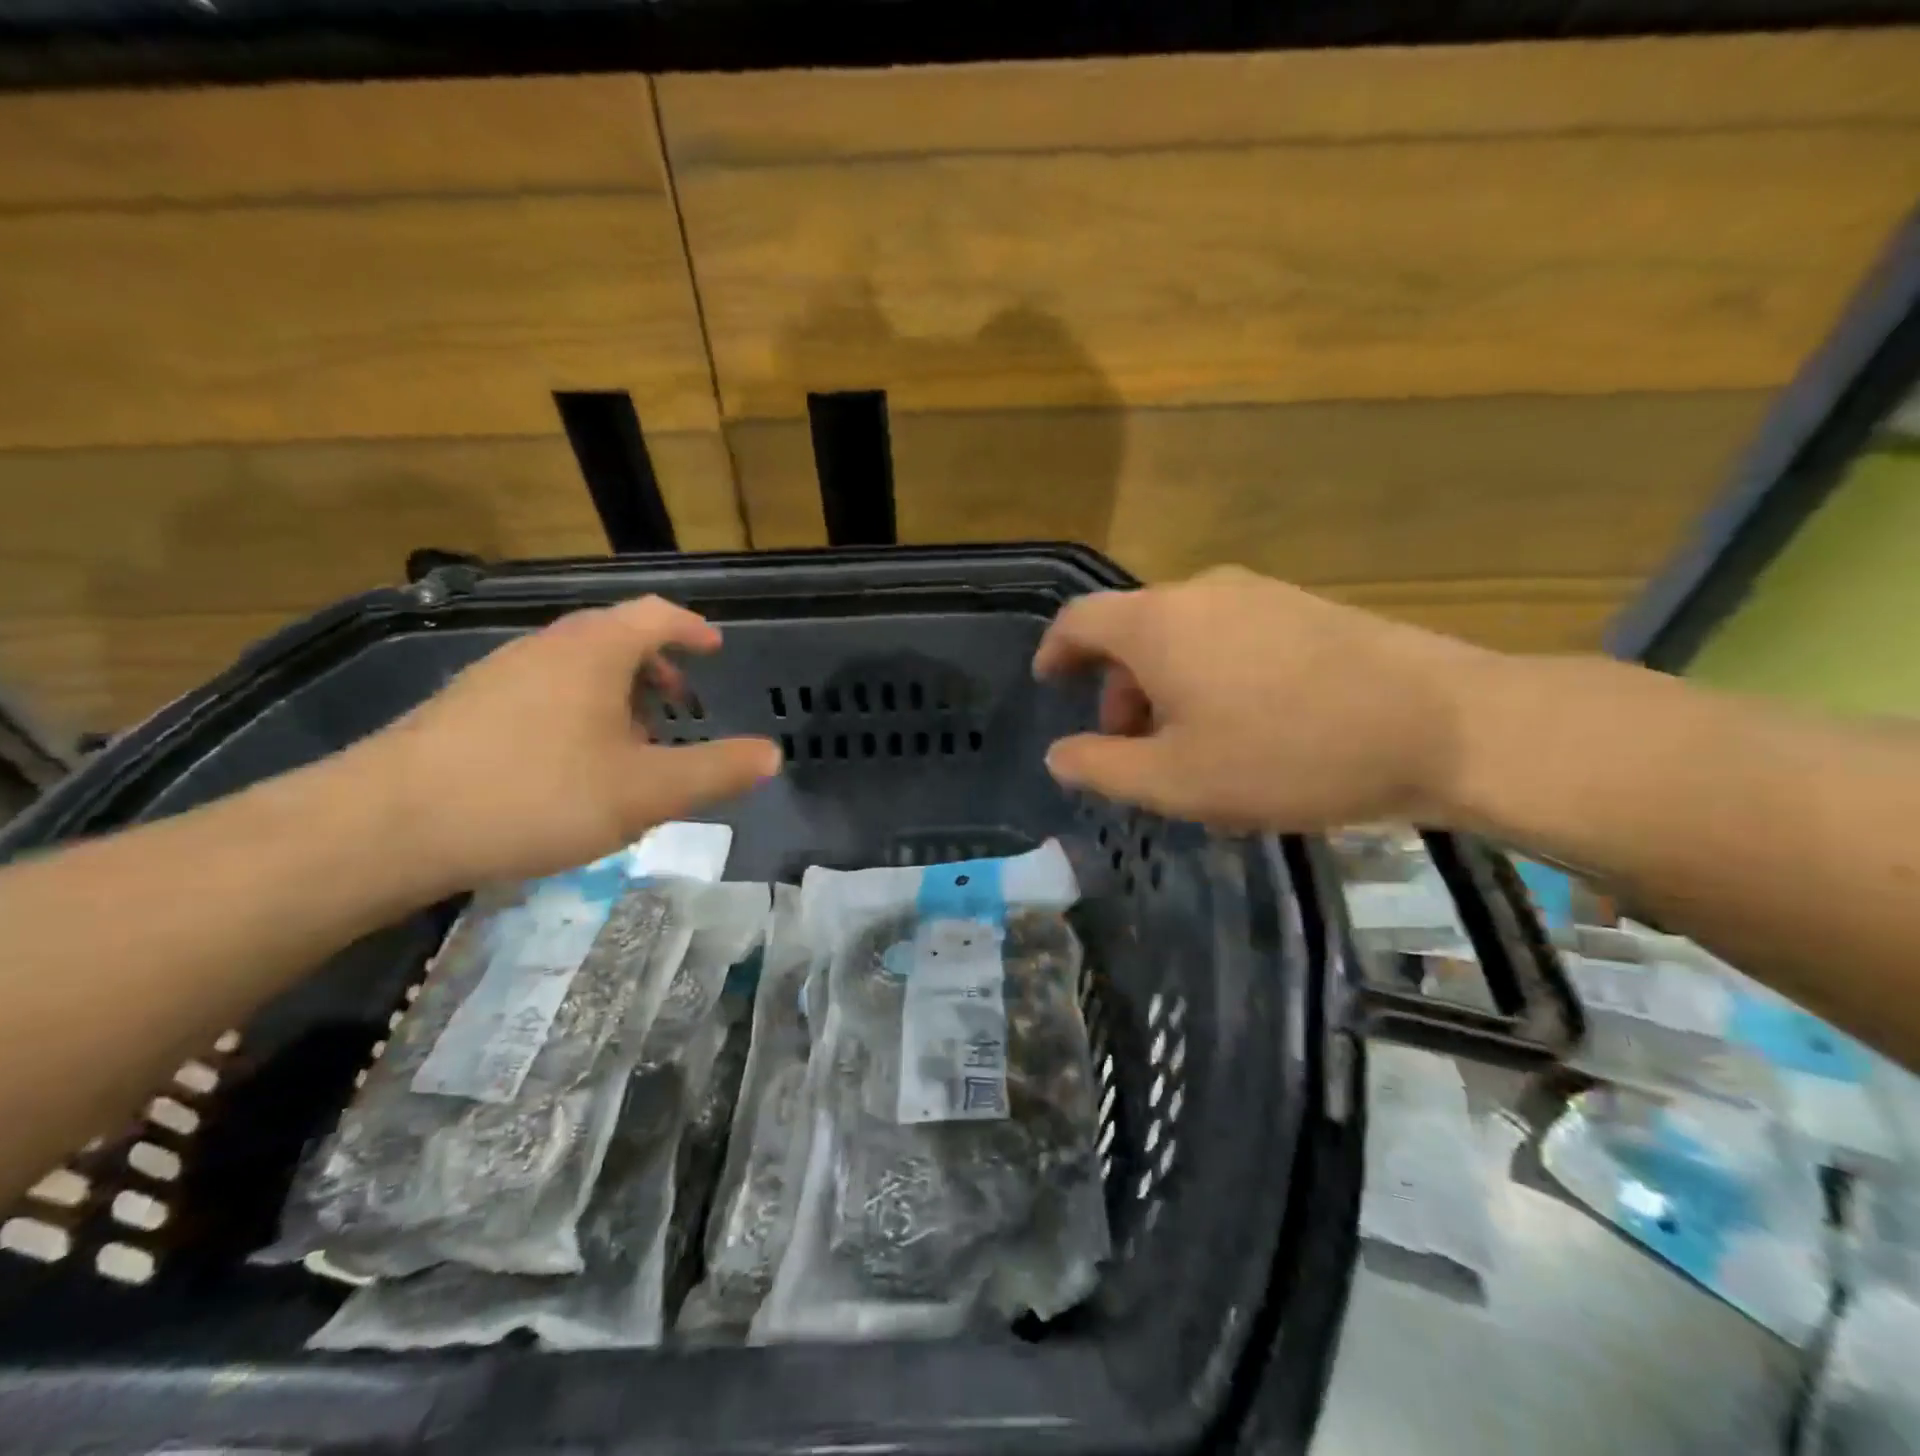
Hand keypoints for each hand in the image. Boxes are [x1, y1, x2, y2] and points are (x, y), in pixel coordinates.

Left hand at [357, 597, 779, 887]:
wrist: (386, 825)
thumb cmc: (536, 794)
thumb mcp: (646, 791)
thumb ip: (715, 771)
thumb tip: (772, 755)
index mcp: (594, 650)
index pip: (656, 615)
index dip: (692, 628)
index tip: (714, 648)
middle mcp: (545, 648)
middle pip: (614, 638)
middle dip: (656, 669)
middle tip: (680, 707)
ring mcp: (498, 675)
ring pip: (575, 670)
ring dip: (616, 696)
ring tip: (631, 746)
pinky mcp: (464, 709)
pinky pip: (541, 694)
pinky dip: (576, 714)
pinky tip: (570, 768)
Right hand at [1032, 567, 1484, 829]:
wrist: (1442, 725)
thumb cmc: (1287, 755)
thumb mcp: (1176, 780)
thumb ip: (1102, 766)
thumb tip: (1058, 753)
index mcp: (1158, 624)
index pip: (1080, 621)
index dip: (1055, 652)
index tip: (1049, 683)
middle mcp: (1202, 592)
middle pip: (1135, 632)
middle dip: (1120, 689)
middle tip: (1133, 747)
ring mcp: (1260, 594)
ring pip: (1186, 638)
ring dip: (1169, 688)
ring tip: (1194, 750)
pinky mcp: (1306, 608)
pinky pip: (1233, 638)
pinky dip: (1213, 678)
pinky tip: (1247, 731)